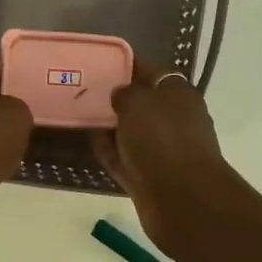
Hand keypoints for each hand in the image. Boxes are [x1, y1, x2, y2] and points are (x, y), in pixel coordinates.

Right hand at [92, 61, 234, 258]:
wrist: (181, 198)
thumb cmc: (161, 139)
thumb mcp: (138, 102)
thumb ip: (125, 92)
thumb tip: (121, 94)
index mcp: (179, 94)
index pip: (153, 71)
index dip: (128, 64)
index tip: (102, 63)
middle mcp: (175, 119)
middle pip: (142, 102)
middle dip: (117, 97)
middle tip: (84, 90)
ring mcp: (164, 150)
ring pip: (132, 131)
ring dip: (111, 126)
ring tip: (80, 114)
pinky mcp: (150, 176)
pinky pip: (126, 157)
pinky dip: (110, 150)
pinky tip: (89, 141)